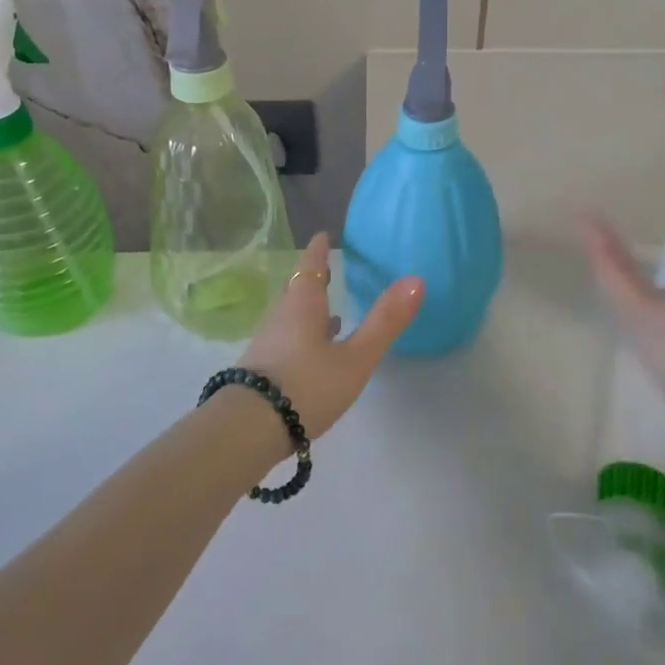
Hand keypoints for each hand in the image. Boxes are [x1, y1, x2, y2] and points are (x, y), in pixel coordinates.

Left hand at [240, 233, 424, 439]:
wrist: (248, 429)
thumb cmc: (306, 386)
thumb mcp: (355, 357)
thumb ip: (384, 321)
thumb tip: (416, 279)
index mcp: (303, 304)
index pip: (311, 265)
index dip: (319, 249)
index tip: (323, 235)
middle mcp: (282, 315)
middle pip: (298, 288)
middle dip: (313, 277)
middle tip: (328, 267)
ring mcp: (268, 342)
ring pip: (291, 315)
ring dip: (309, 308)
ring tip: (330, 311)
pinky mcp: (262, 368)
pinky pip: (287, 338)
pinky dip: (304, 335)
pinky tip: (315, 352)